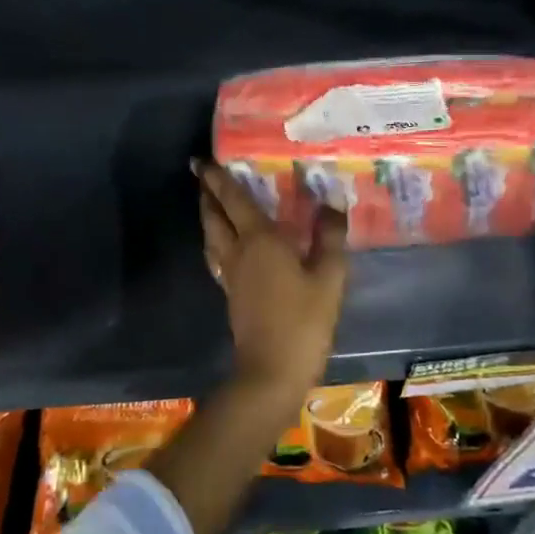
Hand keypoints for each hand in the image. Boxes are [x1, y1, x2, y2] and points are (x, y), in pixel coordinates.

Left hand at [195, 160, 347, 393]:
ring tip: (211, 204)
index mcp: (259, 241)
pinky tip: (225, 246)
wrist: (272, 373)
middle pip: (214, 217)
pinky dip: (216, 240)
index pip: (233, 201)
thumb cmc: (303, 322)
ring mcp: (231, 275)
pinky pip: (217, 256)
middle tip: (203, 175)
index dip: (218, 179)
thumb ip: (330, 237)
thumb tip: (331, 201)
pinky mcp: (232, 295)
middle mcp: (238, 252)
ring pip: (211, 237)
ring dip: (208, 216)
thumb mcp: (328, 278)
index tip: (203, 160)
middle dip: (207, 194)